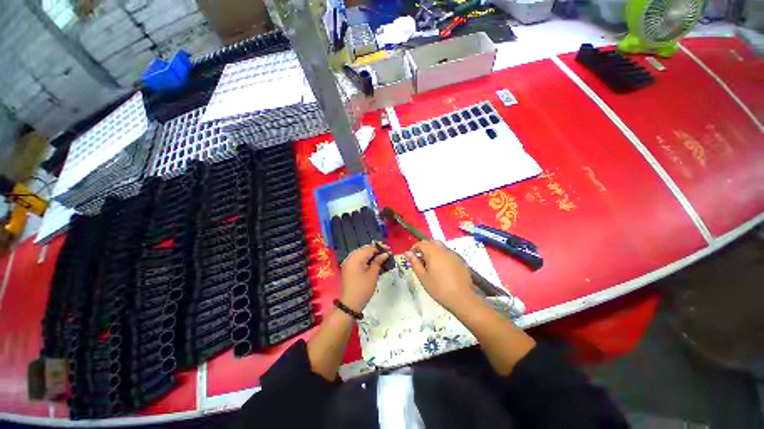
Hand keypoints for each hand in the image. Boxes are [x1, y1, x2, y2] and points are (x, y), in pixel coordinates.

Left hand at [339, 243, 389, 312]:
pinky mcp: (349, 268)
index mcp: (356, 258)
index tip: (389, 249)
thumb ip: (378, 262)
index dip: (380, 248)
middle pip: (365, 250)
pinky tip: (374, 262)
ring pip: (362, 254)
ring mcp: (349, 263)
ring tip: (382, 257)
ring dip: (371, 255)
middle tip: (387, 252)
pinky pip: (358, 259)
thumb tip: (385, 254)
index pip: (369, 249)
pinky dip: (366, 259)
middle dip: (376, 250)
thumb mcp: (372, 275)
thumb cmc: (363, 289)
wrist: (350, 304)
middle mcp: (350, 258)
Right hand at [406, 241, 477, 312]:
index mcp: (433, 252)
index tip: (411, 257)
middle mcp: (444, 250)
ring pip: (441, 247)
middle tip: (421, 260)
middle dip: (424, 248)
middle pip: (432, 243)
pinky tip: (442, 269)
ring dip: (433, 252)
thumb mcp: (422, 277)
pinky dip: (442, 256)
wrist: (462, 299)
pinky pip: (448, 253)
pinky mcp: (460, 260)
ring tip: (431, 265)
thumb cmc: (438, 288)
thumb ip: (414, 263)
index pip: (421, 244)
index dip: (414, 248)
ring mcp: (453, 254)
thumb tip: (408, 253)